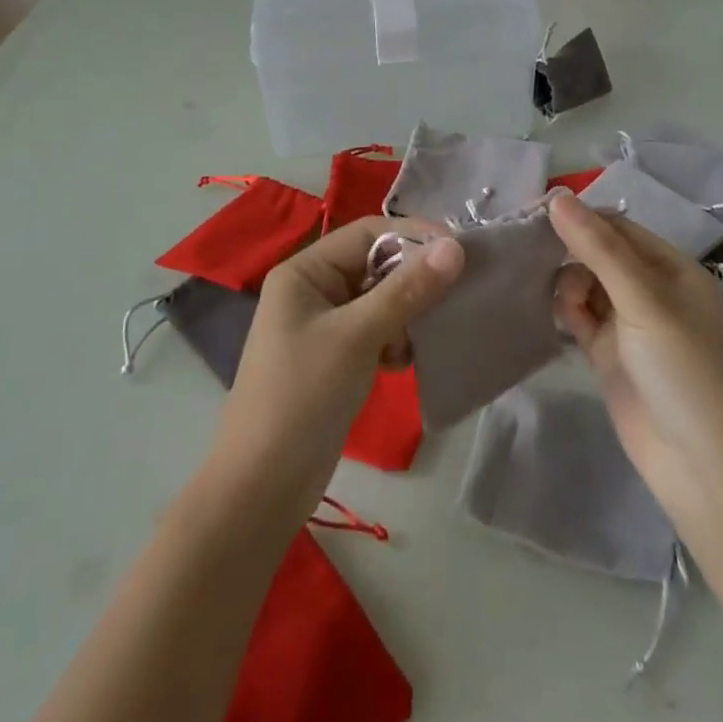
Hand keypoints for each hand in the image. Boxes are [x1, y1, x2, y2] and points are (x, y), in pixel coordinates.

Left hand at [211, 217, 463, 519]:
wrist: (262, 488)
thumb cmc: (303, 397)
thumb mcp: (357, 336)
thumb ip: (407, 290)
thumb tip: (455, 247)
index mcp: (304, 271)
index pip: (367, 233)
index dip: (413, 236)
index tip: (460, 252)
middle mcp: (312, 289)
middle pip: (375, 265)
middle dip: (413, 280)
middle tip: (454, 296)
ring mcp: (323, 325)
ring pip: (380, 300)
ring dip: (407, 314)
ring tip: (422, 340)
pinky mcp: (336, 358)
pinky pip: (376, 331)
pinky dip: (395, 341)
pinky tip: (403, 363)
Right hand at [549, 193, 722, 537]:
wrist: (707, 471)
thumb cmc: (687, 372)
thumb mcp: (645, 301)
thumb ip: (599, 249)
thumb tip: (557, 197)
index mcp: (671, 268)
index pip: (616, 226)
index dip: (576, 216)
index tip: (531, 211)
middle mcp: (650, 290)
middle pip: (598, 253)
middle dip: (566, 248)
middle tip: (525, 249)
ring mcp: (629, 325)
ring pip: (585, 284)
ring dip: (565, 282)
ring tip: (558, 301)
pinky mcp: (610, 357)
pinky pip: (580, 319)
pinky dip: (566, 312)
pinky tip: (557, 317)